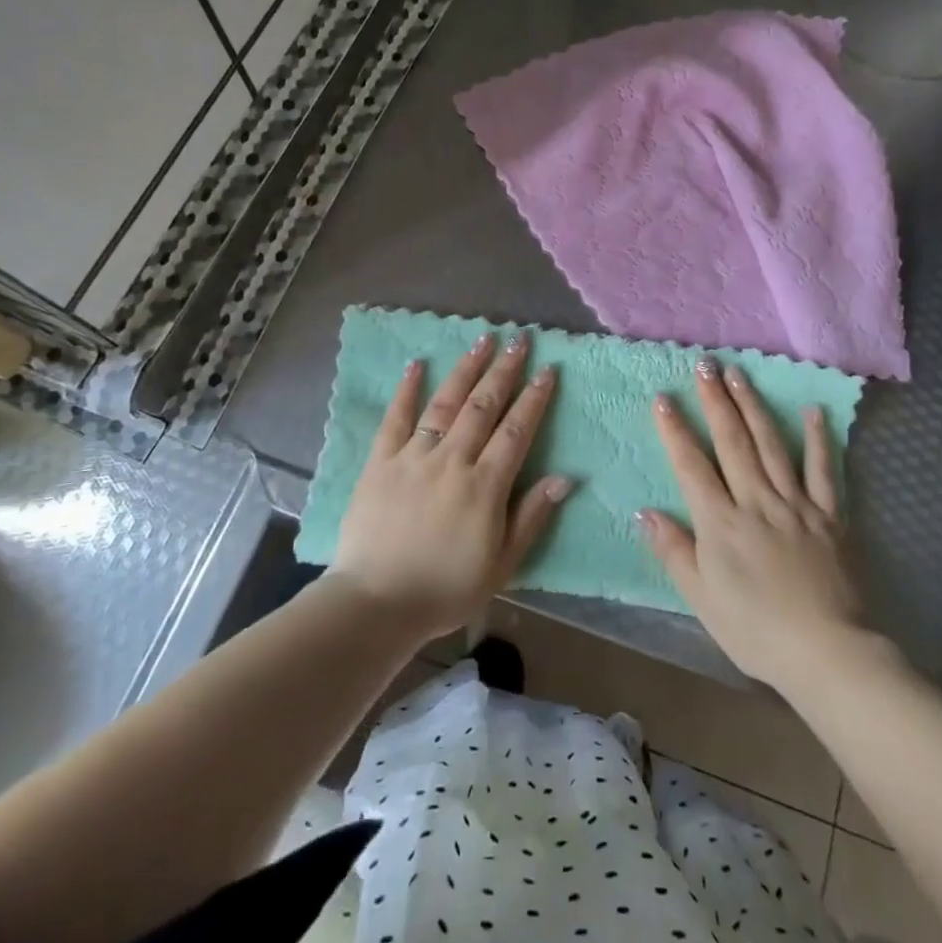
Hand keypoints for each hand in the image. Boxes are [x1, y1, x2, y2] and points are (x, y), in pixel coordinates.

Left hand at [329, 331, 572, 639]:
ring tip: (482, 339)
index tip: (547, 370)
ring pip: (445, 403)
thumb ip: (532, 517)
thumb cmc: (446, 589)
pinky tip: (417, 364)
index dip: (534, 398)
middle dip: (504, 370)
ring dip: (466, 369)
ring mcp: (413, 456)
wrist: (377, 603)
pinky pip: (395, 418)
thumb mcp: (502, 564)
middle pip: (483, 406)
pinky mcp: (380, 461)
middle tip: (519, 340)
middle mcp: (452, 460)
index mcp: (484, 485)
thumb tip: (564, 477)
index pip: (516, 430)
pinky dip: (407, 390)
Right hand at [638, 357, 870, 689]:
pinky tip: (814, 411)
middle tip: (704, 365)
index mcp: (721, 523)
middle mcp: (756, 501)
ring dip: (753, 406)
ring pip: (771, 444)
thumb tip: (644, 512)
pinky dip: (820, 439)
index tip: (663, 397)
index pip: (692, 466)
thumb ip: (674, 551)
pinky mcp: (830, 515)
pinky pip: (824, 470)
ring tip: (739, 374)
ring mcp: (796, 503)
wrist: (827, 652)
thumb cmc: (755, 630)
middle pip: (732, 442)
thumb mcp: (702, 598)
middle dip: (715, 401)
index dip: (674, 430)